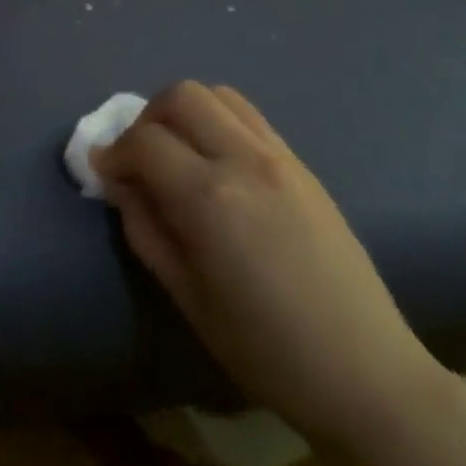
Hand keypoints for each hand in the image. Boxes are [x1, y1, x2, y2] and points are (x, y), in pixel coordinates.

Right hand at [93, 81, 442, 451]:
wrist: (363, 370)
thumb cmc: (263, 348)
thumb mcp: (186, 295)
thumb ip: (145, 229)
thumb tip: (120, 185)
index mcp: (211, 197)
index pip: (144, 141)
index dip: (113, 152)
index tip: (102, 173)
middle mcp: (246, 160)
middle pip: (182, 96)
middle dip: (146, 119)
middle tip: (138, 160)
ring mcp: (281, 157)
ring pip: (219, 95)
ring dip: (185, 114)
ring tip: (176, 156)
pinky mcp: (303, 165)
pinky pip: (250, 118)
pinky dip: (218, 123)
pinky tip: (215, 166)